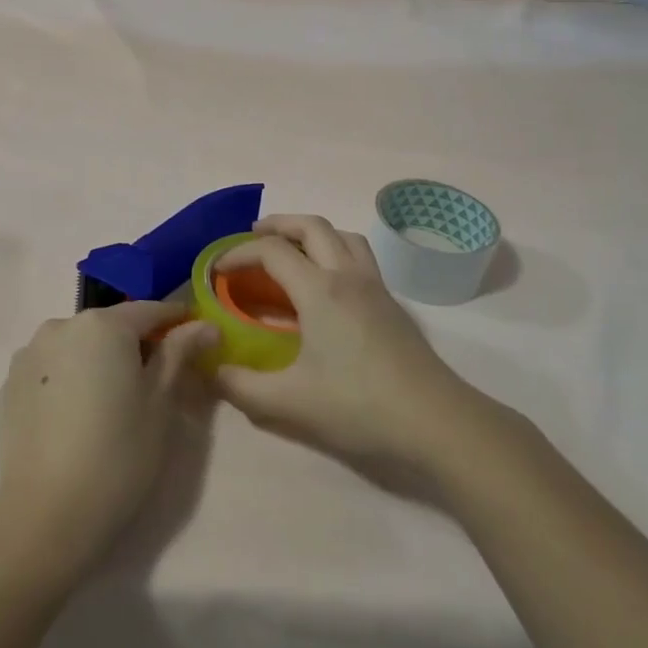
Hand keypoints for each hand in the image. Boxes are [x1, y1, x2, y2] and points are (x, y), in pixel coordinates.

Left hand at [0, 301, 216, 576]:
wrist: (46, 514)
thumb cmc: (118, 454)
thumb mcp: (160, 402)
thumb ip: (179, 353)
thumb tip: (204, 324)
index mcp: (103, 324)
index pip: (149, 310)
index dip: (176, 320)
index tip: (197, 333)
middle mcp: (62, 325)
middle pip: (110, 326)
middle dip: (135, 343)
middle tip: (157, 378)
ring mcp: (29, 353)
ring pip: (78, 346)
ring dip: (99, 360)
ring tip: (113, 399)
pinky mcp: (10, 383)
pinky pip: (52, 368)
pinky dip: (70, 378)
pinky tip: (78, 414)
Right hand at [212, 216, 505, 479]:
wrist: (436, 422)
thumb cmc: (359, 406)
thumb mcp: (290, 402)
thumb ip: (242, 387)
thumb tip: (211, 370)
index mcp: (320, 291)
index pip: (272, 251)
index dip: (239, 253)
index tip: (217, 270)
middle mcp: (348, 276)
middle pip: (312, 225)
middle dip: (278, 224)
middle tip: (253, 238)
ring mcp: (375, 287)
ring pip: (342, 235)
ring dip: (311, 232)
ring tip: (291, 252)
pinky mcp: (392, 303)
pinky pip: (359, 255)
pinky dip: (335, 250)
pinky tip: (327, 285)